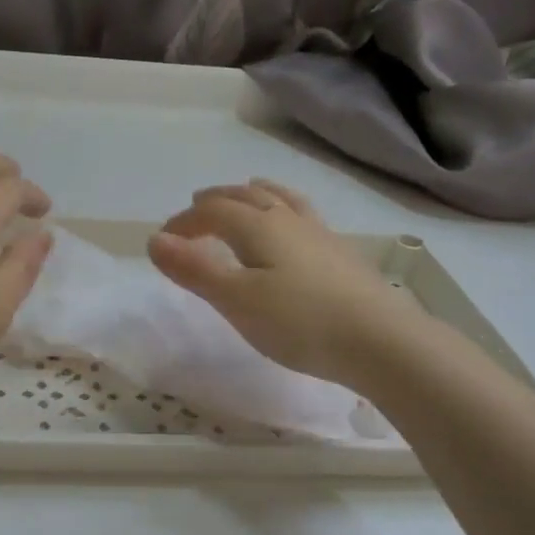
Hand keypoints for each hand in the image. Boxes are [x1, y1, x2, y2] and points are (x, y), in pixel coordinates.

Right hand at [148, 179, 406, 384]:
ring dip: (253, 194)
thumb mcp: (235, 299)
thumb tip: (154, 240)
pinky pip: (302, 215)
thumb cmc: (299, 322)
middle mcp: (288, 219)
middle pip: (246, 196)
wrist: (380, 341)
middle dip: (215, 200)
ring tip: (245, 194)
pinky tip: (292, 227)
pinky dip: (282, 209)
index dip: (184, 221)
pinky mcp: (340, 253)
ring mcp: (319, 234)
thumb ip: (194, 269)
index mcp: (258, 226)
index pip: (212, 211)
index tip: (163, 240)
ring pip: (280, 199)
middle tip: (196, 208)